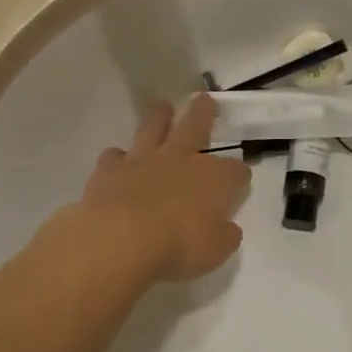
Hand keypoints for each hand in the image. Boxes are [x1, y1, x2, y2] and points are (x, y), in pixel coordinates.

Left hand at [78, 94, 250, 282]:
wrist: (121, 238)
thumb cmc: (178, 246)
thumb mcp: (215, 251)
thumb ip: (224, 236)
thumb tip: (229, 228)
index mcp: (213, 179)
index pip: (235, 171)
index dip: (239, 175)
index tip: (240, 180)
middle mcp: (181, 160)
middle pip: (196, 127)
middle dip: (203, 113)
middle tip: (205, 99)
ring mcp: (144, 160)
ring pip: (153, 127)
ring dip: (159, 116)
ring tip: (161, 105)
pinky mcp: (110, 169)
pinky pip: (114, 156)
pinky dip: (117, 157)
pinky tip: (117, 160)